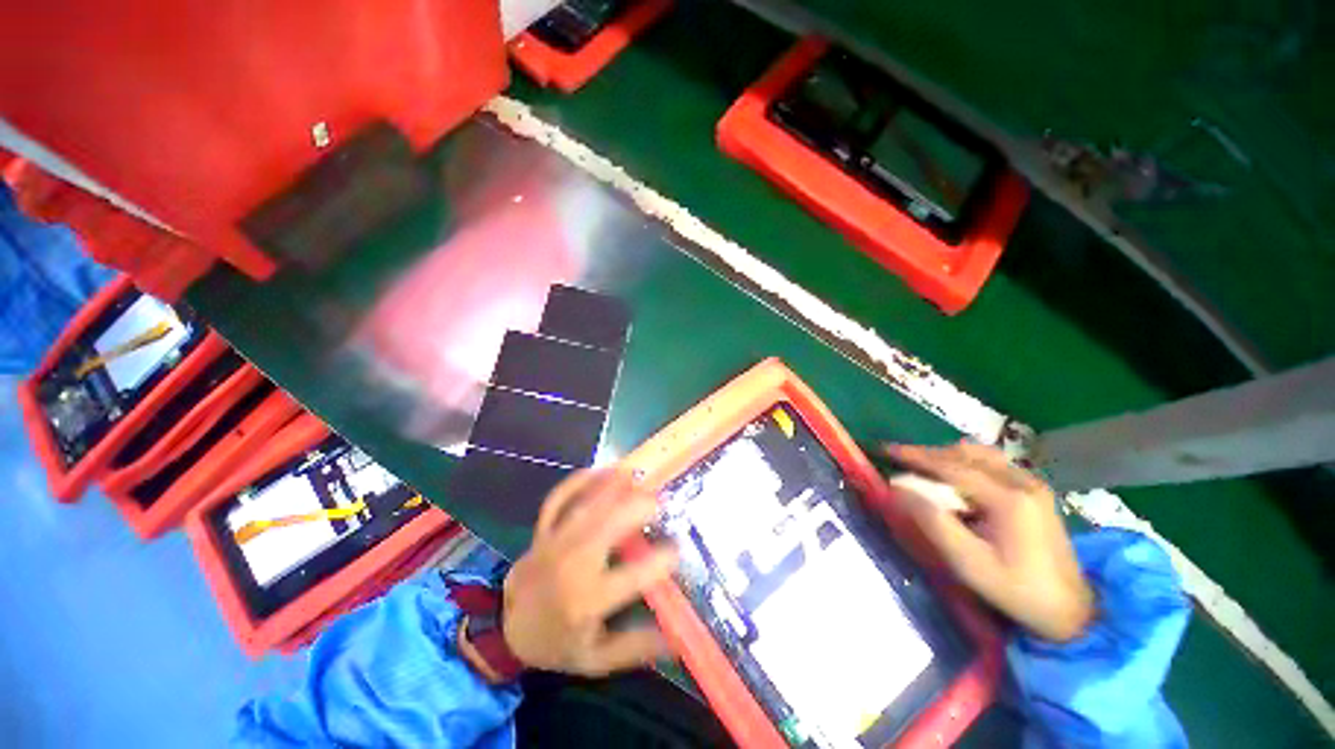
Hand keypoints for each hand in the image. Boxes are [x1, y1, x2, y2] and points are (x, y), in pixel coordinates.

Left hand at [502, 469, 678, 675]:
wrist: (509, 631)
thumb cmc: (558, 643)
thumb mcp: (597, 660)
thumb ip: (635, 647)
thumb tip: (676, 637)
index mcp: (587, 601)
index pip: (631, 577)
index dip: (658, 561)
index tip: (678, 549)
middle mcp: (570, 567)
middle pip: (605, 529)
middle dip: (634, 509)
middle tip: (659, 500)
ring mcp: (552, 544)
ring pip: (583, 509)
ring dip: (609, 488)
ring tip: (634, 473)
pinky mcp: (542, 531)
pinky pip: (556, 501)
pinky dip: (576, 482)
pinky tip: (597, 469)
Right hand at [885, 443, 1093, 641]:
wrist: (1073, 611)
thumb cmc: (1017, 591)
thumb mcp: (969, 563)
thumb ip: (932, 522)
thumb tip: (897, 488)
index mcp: (1007, 498)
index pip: (950, 465)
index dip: (914, 456)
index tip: (885, 450)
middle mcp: (1021, 481)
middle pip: (964, 454)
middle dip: (927, 454)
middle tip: (898, 461)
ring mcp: (1031, 483)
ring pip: (979, 454)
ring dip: (946, 456)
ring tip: (922, 468)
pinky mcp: (1035, 490)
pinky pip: (992, 463)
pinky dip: (965, 463)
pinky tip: (955, 478)